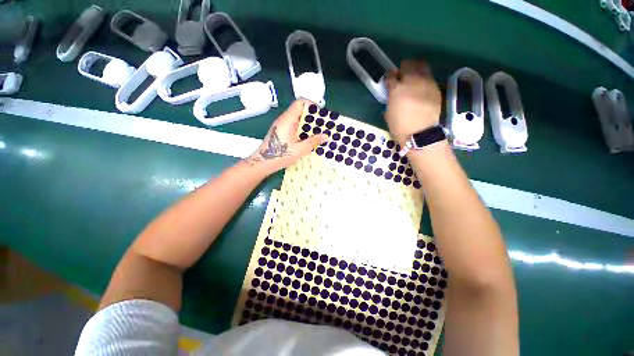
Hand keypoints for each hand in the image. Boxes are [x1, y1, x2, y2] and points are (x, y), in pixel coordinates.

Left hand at [244, 99, 327, 173]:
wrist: (263, 162)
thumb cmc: (280, 155)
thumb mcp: (300, 150)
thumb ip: (313, 141)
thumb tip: (325, 136)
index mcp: (288, 119)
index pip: (300, 102)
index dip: (312, 105)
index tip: (321, 114)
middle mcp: (284, 119)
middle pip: (299, 110)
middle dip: (312, 116)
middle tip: (322, 125)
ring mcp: (281, 125)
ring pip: (296, 118)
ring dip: (307, 123)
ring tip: (317, 132)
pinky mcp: (280, 131)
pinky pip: (293, 125)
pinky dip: (302, 128)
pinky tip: (307, 138)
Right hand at [385, 59, 441, 145]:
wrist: (421, 133)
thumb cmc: (400, 127)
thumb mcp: (388, 114)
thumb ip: (391, 101)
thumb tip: (393, 96)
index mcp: (396, 89)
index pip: (390, 76)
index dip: (389, 77)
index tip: (389, 80)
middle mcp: (411, 81)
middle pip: (407, 65)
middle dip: (403, 69)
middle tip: (401, 76)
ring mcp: (425, 82)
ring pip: (421, 65)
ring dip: (415, 68)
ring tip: (414, 76)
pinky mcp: (435, 87)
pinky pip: (429, 76)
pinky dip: (424, 77)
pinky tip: (421, 86)